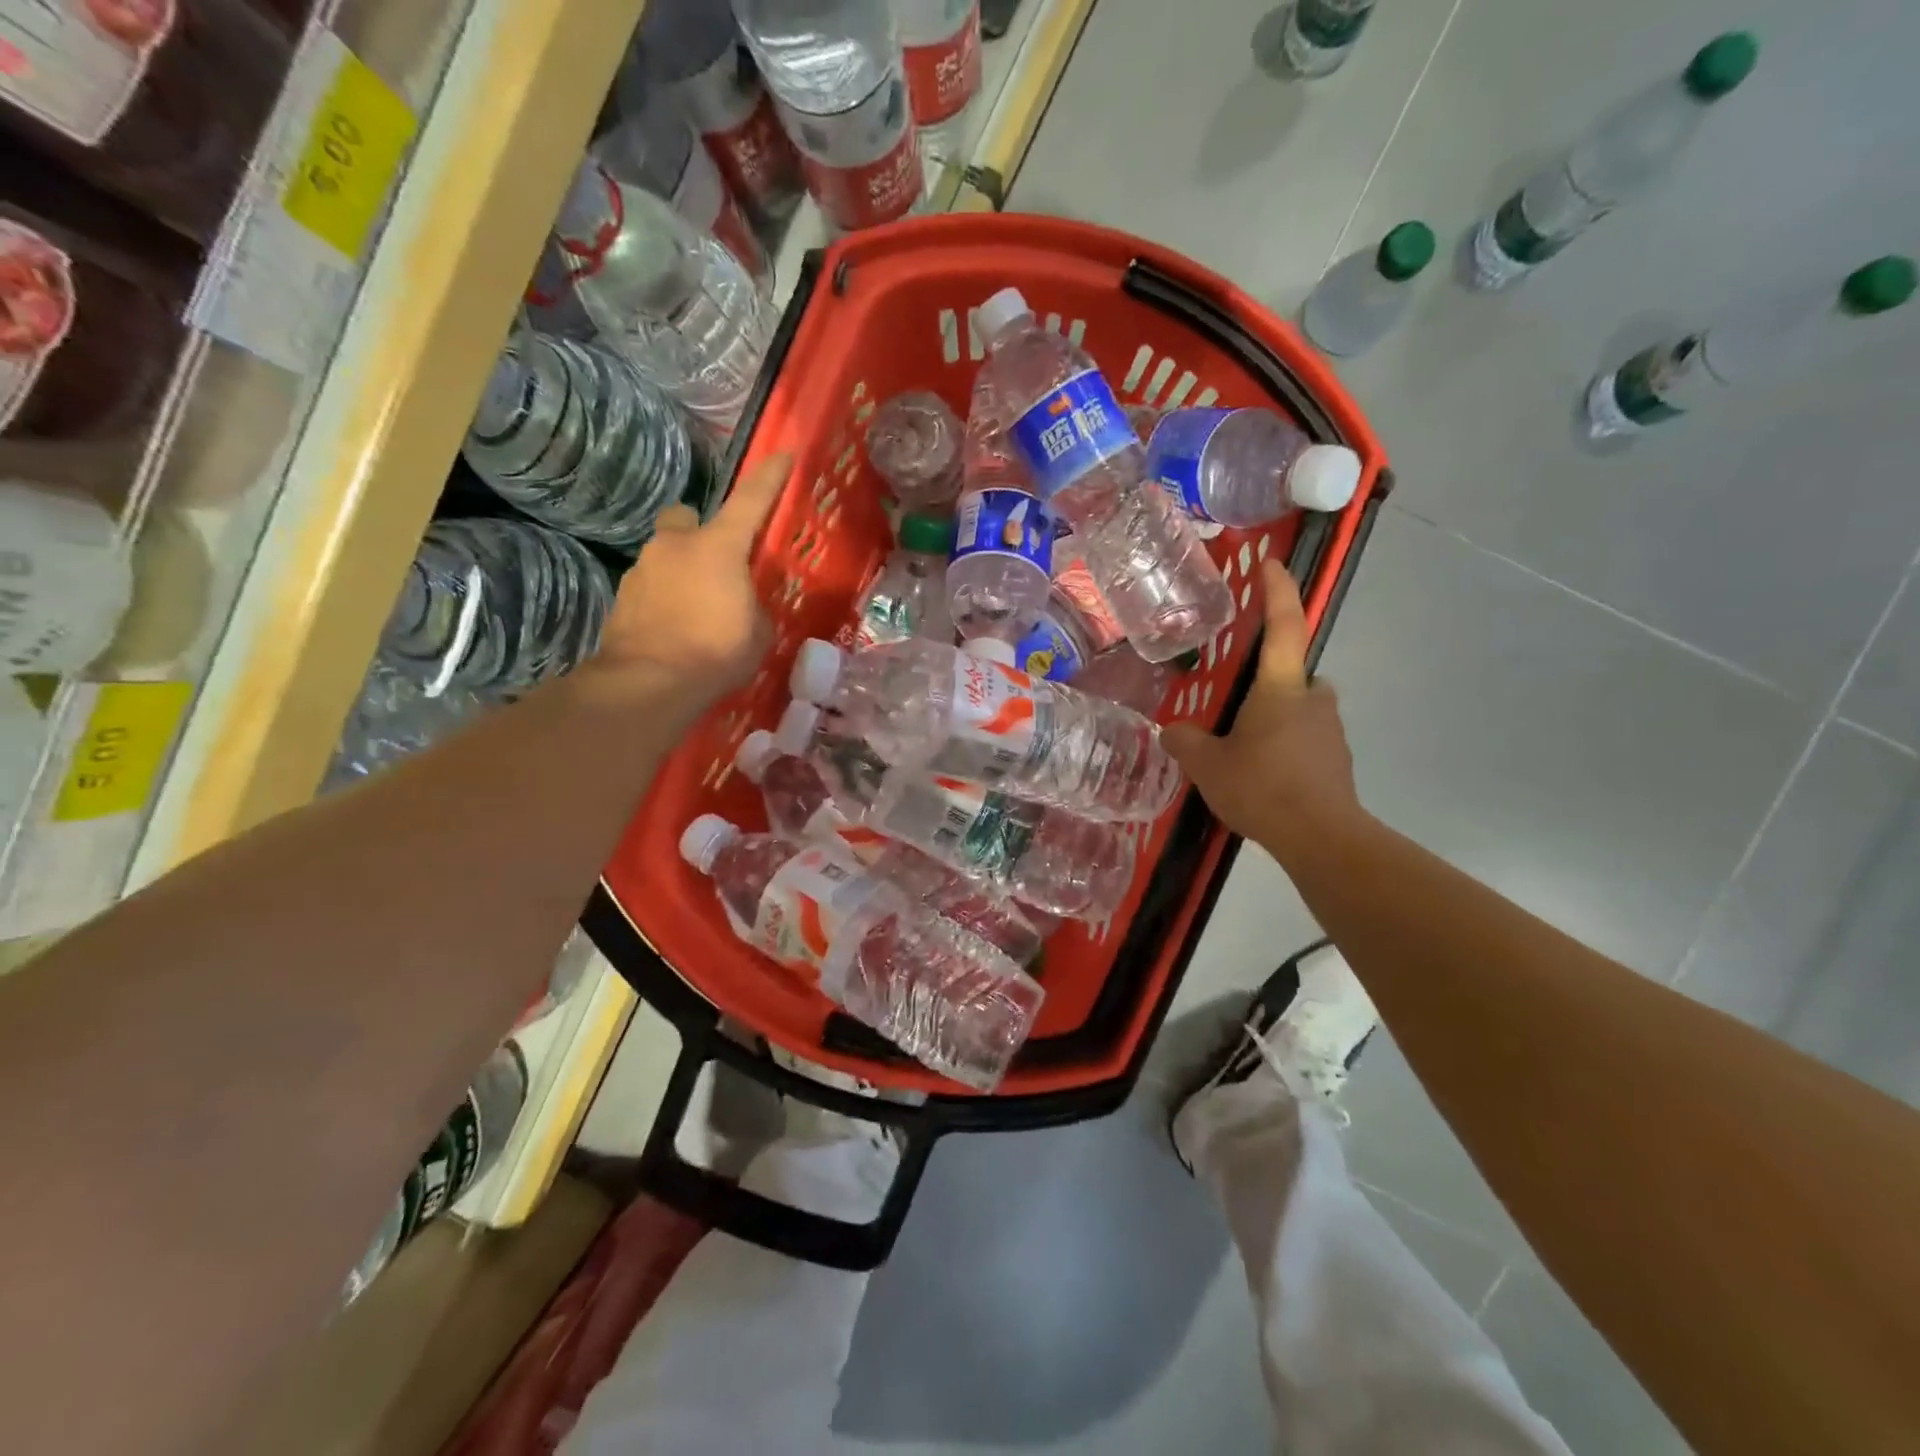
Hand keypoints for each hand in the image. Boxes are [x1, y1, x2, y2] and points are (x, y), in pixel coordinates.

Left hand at [592, 452, 791, 705]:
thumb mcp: (757, 634)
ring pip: (665, 553)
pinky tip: (674, 628)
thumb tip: (743, 606)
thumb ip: (753, 608)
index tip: (784, 454)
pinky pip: (650, 585)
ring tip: (696, 608)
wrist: (648, 683)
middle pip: (686, 517)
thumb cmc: (715, 653)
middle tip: (715, 561)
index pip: (750, 501)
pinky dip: (663, 598)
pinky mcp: (622, 596)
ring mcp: (642, 568)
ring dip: (681, 570)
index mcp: (718, 547)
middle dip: (698, 531)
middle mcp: (676, 545)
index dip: (770, 478)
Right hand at [1163, 560, 1367, 857]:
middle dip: (1267, 681)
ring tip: (1244, 750)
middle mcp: (1314, 698)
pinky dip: (1287, 747)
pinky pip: (1306, 739)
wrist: (1321, 839)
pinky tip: (1265, 777)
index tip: (1271, 565)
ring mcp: (1331, 730)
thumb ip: (1184, 742)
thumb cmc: (1262, 788)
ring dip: (1276, 718)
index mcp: (1282, 687)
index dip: (1277, 591)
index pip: (1284, 625)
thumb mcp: (1207, 765)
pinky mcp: (1337, 760)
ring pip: (1300, 709)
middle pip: (1292, 673)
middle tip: (1235, 705)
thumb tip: (1170, 732)